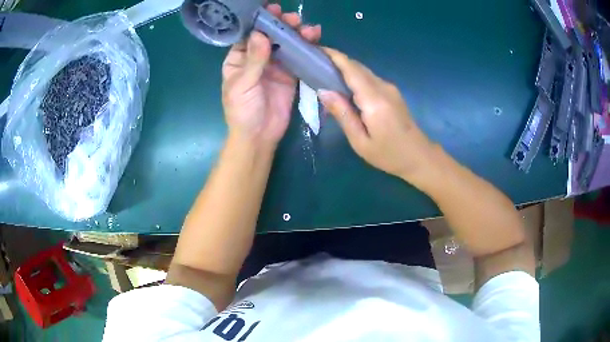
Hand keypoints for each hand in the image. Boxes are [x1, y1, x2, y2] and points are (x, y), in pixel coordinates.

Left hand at [222, 4, 321, 147]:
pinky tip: (314, 40)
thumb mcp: (243, 85)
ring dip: (297, 35)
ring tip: (309, 28)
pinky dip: (306, 49)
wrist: (259, 136)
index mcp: (238, 58)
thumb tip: (261, 34)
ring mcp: (275, 66)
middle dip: (281, 26)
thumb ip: (254, 60)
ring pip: (286, 45)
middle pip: (270, 37)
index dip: (260, 22)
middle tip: (294, 19)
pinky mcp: (290, 75)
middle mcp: (256, 58)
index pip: (249, 35)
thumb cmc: (242, 111)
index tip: (272, 10)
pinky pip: (298, 58)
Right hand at [317, 48, 438, 183]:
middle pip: (357, 66)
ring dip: (345, 68)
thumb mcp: (360, 141)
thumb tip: (323, 91)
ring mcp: (390, 88)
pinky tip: (344, 85)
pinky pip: (369, 79)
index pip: (351, 69)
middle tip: (314, 63)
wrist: (419, 156)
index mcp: (374, 99)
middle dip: (336, 60)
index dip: (333, 56)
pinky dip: (354, 77)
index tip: (315, 50)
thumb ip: (342, 114)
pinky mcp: (392, 92)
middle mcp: (383, 87)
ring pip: (363, 71)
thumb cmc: (389, 154)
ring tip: (324, 72)